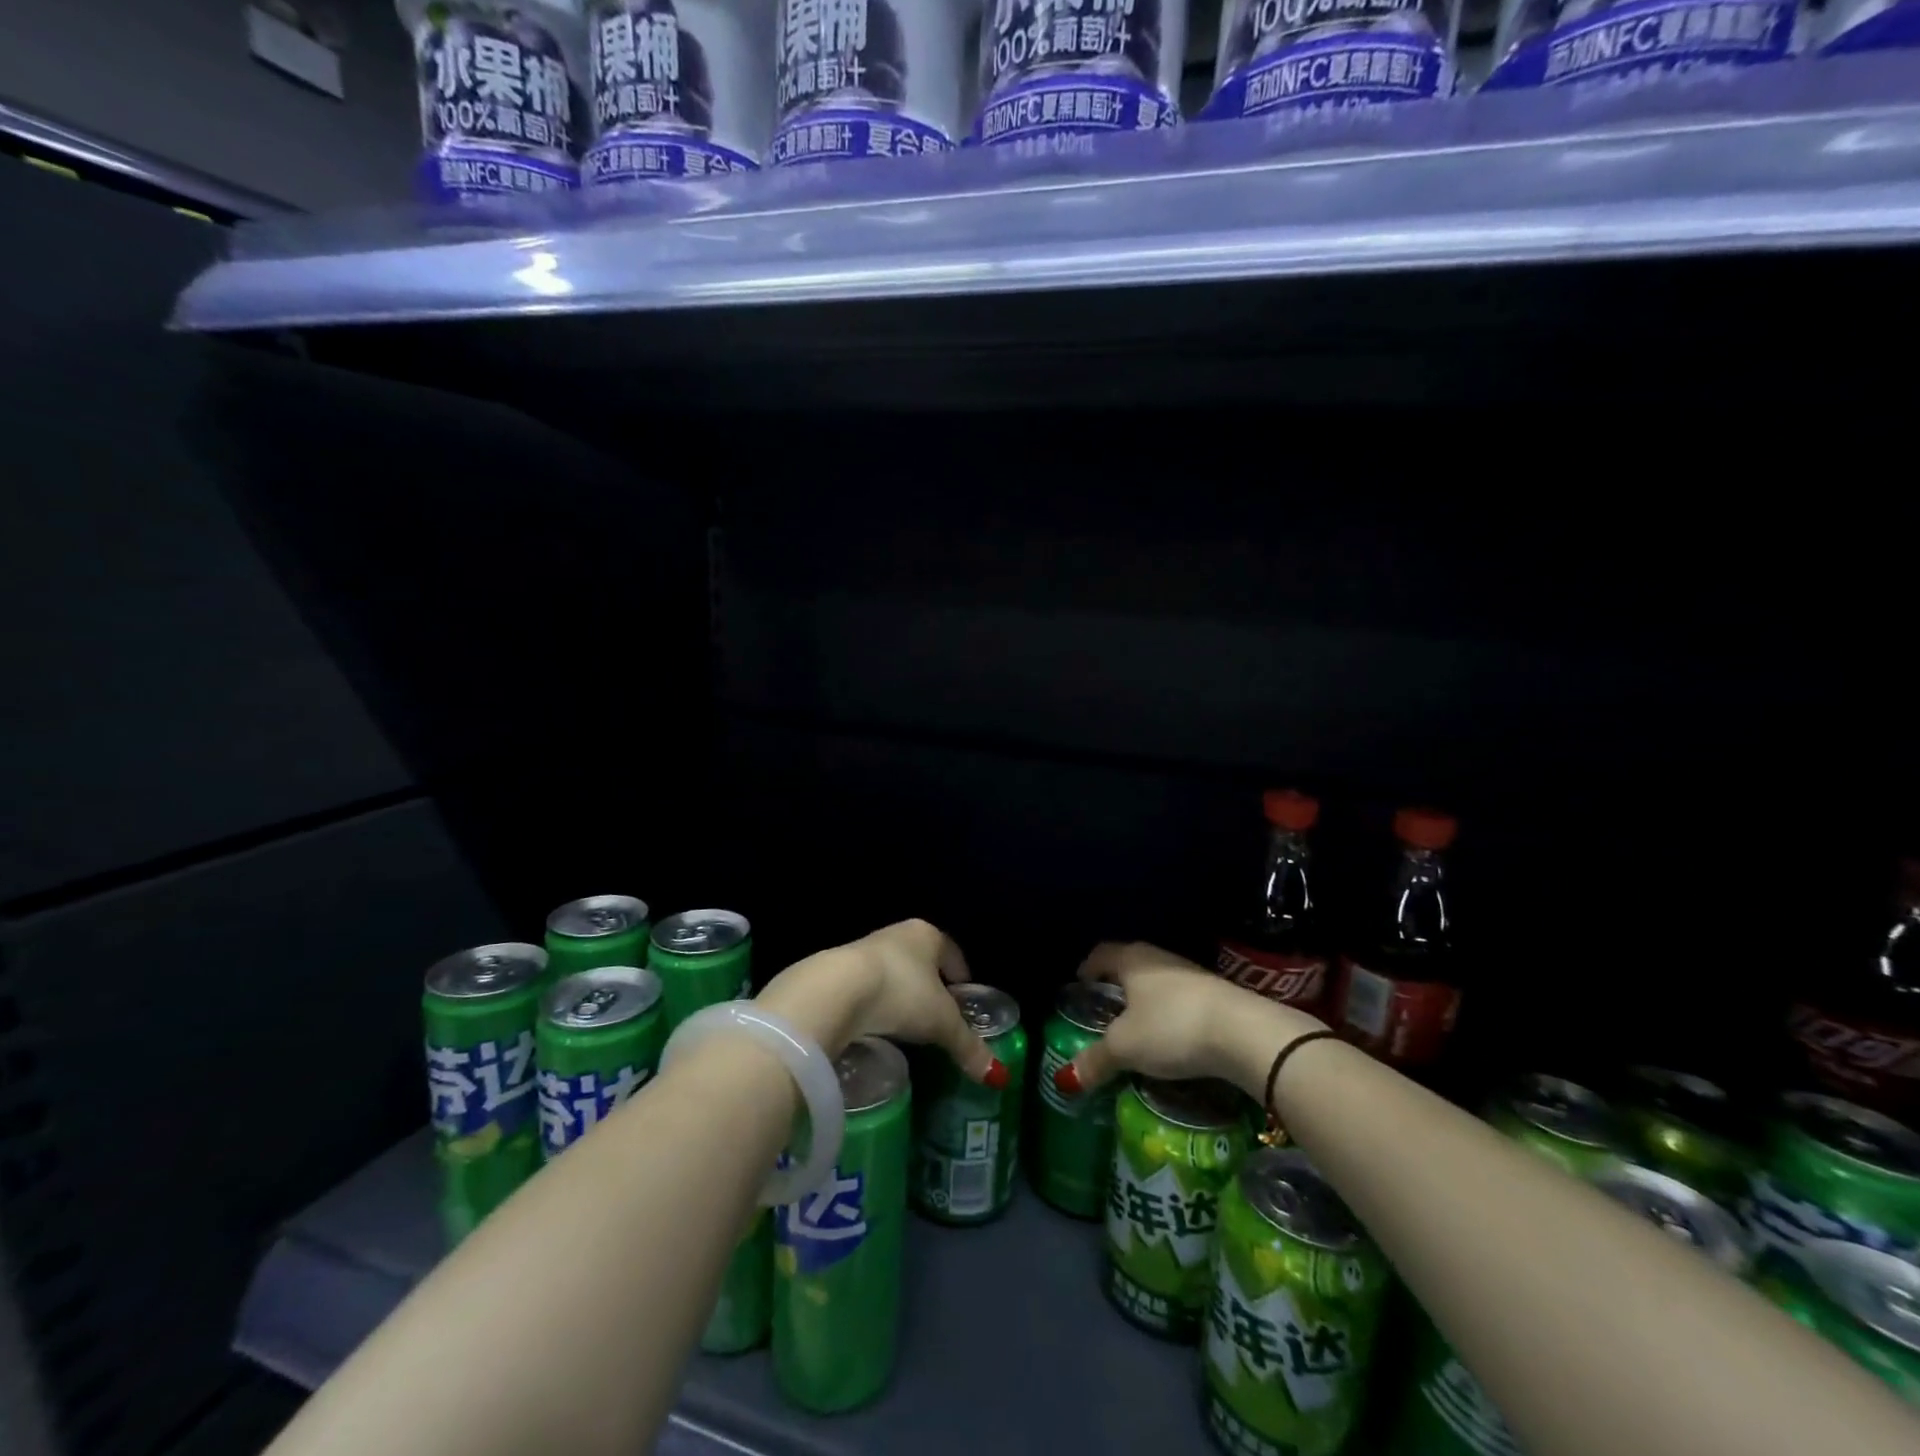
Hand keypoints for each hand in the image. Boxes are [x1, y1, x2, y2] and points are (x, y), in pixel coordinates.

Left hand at [757, 920, 1005, 1085]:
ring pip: (893, 973)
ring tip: (907, 1026)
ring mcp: (865, 950)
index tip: (965, 999)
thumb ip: (968, 1046)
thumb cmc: (901, 993)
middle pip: (922, 961)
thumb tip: (998, 1075)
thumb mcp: (940, 1023)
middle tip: (939, 1017)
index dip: (961, 975)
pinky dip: (875, 1004)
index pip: (951, 952)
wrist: (835, 990)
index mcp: (927, 935)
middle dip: (931, 986)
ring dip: (900, 995)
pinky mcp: (839, 971)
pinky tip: (876, 1026)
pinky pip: (867, 988)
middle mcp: (897, 935)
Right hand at [1055, 941, 1324, 1095]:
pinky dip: (1169, 1016)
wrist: (1244, 1032)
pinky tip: (1170, 1040)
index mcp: (1131, 959)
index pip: (1100, 954)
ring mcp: (1191, 975)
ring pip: (1157, 984)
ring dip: (1145, 1003)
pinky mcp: (1216, 995)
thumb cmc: (1172, 1027)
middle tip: (1103, 1012)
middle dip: (1115, 987)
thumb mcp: (1126, 1047)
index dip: (1087, 969)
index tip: (1079, 987)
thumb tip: (1066, 1079)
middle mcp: (1159, 958)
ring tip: (1136, 1030)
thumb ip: (1095, 1060)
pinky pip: (1180, 1001)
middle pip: (1129, 966)